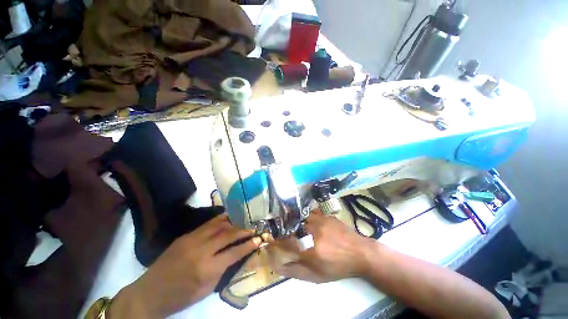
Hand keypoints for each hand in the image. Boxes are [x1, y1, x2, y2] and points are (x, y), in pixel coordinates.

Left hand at [110, 214, 261, 317]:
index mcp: (207, 269)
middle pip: (228, 235)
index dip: (248, 245)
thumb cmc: (181, 296)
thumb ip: (223, 269)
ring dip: (232, 222)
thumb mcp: (206, 289)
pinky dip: (219, 220)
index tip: (258, 239)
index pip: (234, 252)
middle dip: (243, 230)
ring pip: (218, 225)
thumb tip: (236, 253)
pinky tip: (226, 218)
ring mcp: (192, 240)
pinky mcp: (185, 236)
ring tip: (242, 220)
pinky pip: (207, 225)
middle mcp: (201, 250)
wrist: (150, 293)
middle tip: (252, 228)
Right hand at [274, 210, 374, 282]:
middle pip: (292, 225)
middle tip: (284, 235)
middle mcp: (314, 228)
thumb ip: (295, 270)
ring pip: (301, 217)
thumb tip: (278, 265)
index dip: (276, 240)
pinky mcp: (325, 214)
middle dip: (285, 229)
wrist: (360, 253)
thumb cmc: (338, 266)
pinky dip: (306, 217)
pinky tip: (307, 222)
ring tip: (295, 228)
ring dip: (295, 222)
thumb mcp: (316, 275)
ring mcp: (320, 219)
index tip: (272, 242)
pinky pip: (310, 212)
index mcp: (311, 246)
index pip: (286, 240)